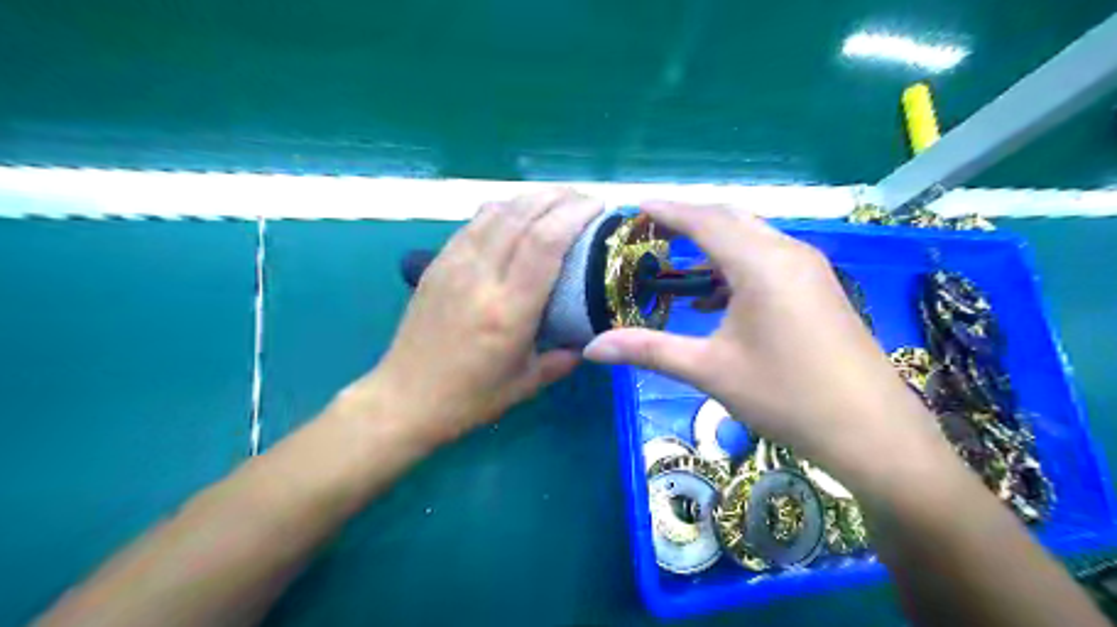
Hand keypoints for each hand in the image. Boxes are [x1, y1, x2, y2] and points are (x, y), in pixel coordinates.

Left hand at [356, 190, 601, 443]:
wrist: (403, 397)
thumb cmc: (469, 397)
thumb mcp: (526, 384)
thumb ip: (563, 359)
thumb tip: (587, 340)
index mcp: (508, 310)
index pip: (544, 243)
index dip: (574, 215)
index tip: (599, 207)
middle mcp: (480, 277)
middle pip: (522, 215)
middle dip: (559, 197)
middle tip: (586, 199)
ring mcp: (453, 265)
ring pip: (496, 211)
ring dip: (532, 197)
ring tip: (558, 198)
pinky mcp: (437, 263)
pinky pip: (474, 222)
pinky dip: (503, 208)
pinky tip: (518, 211)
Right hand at [580, 204, 954, 487]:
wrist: (872, 431)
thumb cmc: (785, 395)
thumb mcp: (709, 370)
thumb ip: (648, 350)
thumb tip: (591, 348)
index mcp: (760, 263)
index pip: (703, 220)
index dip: (666, 210)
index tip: (634, 208)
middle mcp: (787, 253)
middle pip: (730, 219)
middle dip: (688, 220)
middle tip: (650, 231)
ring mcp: (810, 269)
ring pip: (752, 238)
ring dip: (713, 242)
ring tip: (677, 261)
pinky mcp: (819, 288)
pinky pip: (769, 259)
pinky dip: (736, 264)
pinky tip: (716, 297)